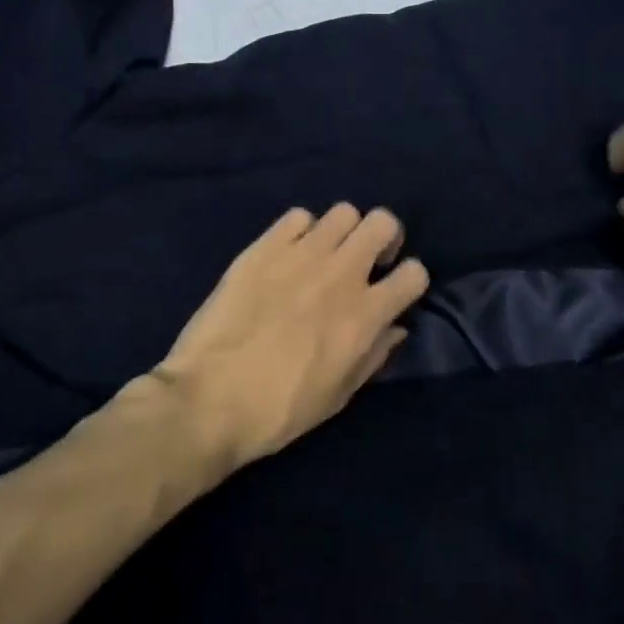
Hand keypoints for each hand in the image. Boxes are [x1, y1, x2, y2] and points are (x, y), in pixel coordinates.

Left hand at [141, 204, 430, 468]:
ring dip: (343, 232)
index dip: (410, 280)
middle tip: (366, 260)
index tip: (393, 291)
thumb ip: (374, 356)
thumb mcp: (339, 395)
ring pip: (343, 212)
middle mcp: (341, 275)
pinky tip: (287, 254)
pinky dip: (301, 231)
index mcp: (365, 316)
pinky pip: (297, 217)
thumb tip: (395, 327)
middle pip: (383, 222)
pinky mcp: (263, 248)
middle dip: (383, 238)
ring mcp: (300, 255)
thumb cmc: (279, 411)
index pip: (415, 273)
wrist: (208, 401)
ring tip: (325, 255)